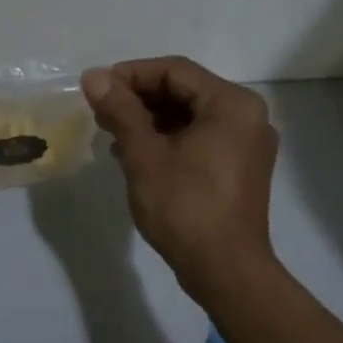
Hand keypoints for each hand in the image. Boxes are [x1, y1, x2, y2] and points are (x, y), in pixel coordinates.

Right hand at [80, 57, 278, 301]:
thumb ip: (120, 110)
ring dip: (151, 121)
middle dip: (139, 99)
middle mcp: (248, 116)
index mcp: (232, 104)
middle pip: (185, 91)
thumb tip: (94, 76)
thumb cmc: (185, 208)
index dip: (131, 74)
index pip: (175, 71)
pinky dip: (170, 140)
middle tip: (101, 112)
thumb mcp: (145, 155)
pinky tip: (137, 155)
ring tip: (112, 135)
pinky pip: (201, 139)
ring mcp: (248, 144)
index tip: (96, 88)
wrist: (226, 271)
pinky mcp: (241, 169)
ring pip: (191, 116)